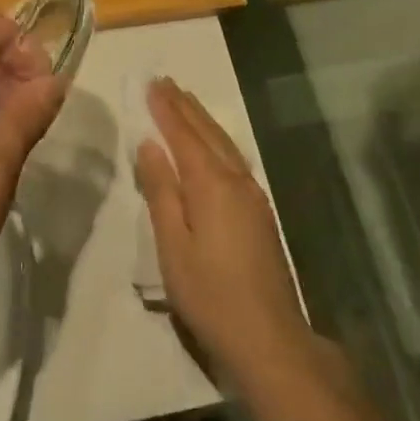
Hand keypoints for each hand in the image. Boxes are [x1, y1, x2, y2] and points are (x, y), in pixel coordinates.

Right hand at [136, 79, 323, 390]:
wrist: (270, 340)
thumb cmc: (211, 295)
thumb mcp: (173, 246)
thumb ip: (161, 191)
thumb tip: (149, 145)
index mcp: (211, 184)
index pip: (183, 135)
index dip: (166, 109)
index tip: (151, 83)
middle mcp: (235, 180)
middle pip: (206, 133)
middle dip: (184, 106)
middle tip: (165, 81)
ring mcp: (252, 195)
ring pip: (223, 143)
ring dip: (201, 119)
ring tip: (185, 100)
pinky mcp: (260, 212)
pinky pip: (233, 158)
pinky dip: (216, 139)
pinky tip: (213, 142)